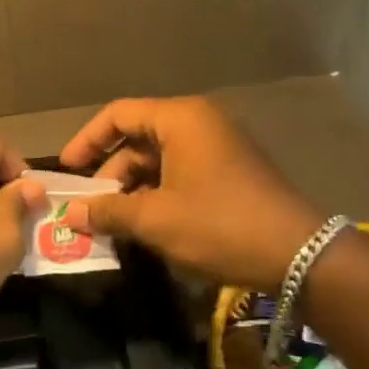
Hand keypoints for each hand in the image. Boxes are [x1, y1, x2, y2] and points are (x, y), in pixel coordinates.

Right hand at [58, 97, 323, 291]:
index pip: (118, 114)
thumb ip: (109, 211)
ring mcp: (218, 147)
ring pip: (159, 159)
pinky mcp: (230, 172)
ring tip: (114, 224)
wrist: (300, 254)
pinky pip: (181, 173)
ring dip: (133, 189)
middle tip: (90, 209)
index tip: (67, 171)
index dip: (87, 140)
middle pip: (138, 137)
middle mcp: (199, 123)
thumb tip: (71, 214)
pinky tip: (147, 226)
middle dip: (110, 174)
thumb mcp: (157, 219)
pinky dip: (158, 194)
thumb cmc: (220, 224)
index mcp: (180, 119)